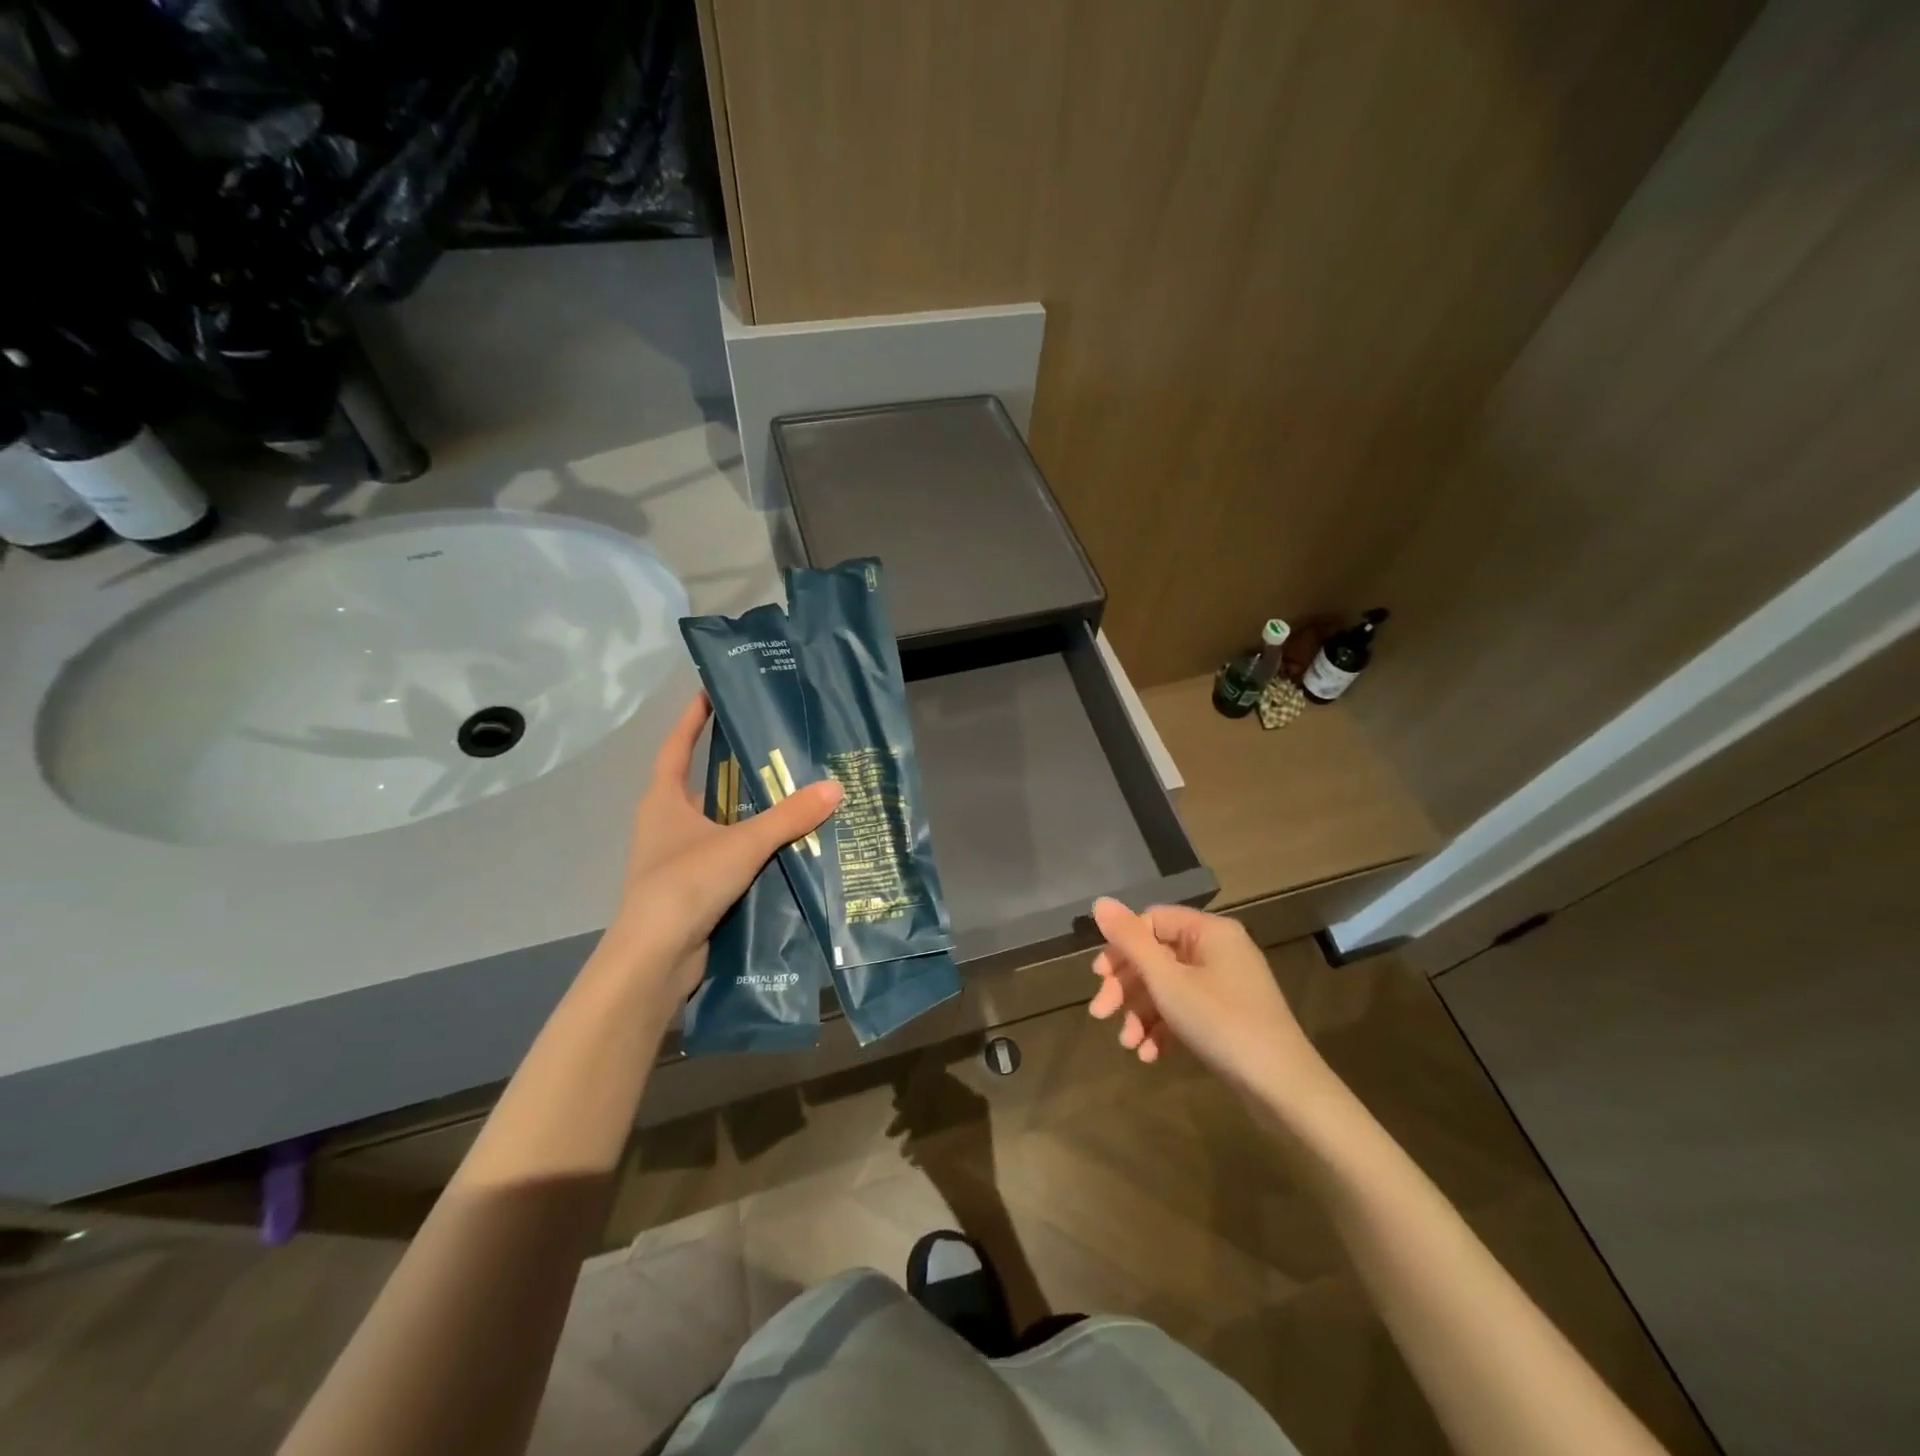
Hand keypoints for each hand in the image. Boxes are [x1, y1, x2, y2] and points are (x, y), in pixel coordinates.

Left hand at [602, 694, 840, 1004]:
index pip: (677, 747)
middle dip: (733, 768)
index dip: (693, 718)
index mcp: (664, 800)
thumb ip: (789, 816)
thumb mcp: (743, 843)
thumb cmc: (686, 883)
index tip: (711, 692)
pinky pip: (728, 855)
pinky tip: (786, 847)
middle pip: (702, 784)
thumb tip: (835, 787)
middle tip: (776, 748)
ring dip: (748, 812)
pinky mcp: (693, 888)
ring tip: (792, 795)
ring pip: (718, 823)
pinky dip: (752, 848)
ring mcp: (677, 858)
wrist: (655, 958)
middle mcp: (667, 823)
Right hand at [1088, 898, 1324, 1094]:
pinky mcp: (1228, 1015)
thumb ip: (1131, 940)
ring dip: (1141, 1013)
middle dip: (1126, 987)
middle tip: (1101, 1013)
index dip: (1121, 947)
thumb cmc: (1221, 1023)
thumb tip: (1099, 902)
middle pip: (1157, 956)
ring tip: (1127, 1044)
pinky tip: (1149, 1055)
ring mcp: (1225, 985)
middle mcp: (1219, 950)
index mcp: (1209, 931)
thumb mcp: (1167, 981)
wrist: (1283, 1088)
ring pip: (1168, 987)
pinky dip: (1164, 1028)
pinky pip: (1186, 1010)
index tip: (1098, 977)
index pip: (1152, 922)